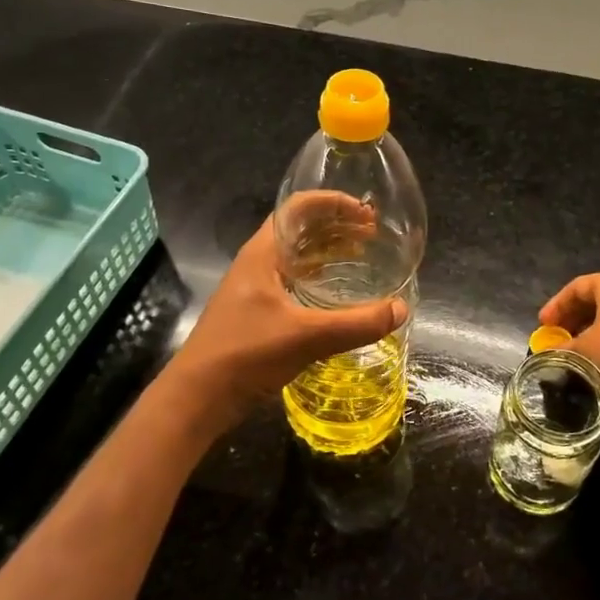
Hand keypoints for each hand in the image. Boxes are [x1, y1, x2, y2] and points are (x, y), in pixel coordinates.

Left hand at [169, 213, 405, 429]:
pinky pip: (294, 282)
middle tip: (372, 234)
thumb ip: (356, 324)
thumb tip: (401, 309)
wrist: (198, 397)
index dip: (332, 202)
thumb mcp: (306, 337)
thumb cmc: (245, 354)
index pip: (297, 207)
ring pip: (297, 256)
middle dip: (336, 226)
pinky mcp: (257, 312)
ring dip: (328, 251)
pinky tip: (339, 295)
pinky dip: (319, 278)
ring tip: (363, 257)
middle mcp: (258, 263)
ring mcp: (255, 288)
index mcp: (263, 253)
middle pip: (299, 228)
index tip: (365, 212)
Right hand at [537, 270, 599, 382]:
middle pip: (597, 296)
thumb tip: (550, 351)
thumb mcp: (585, 348)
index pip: (575, 288)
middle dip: (576, 316)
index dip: (556, 306)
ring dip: (596, 324)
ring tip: (583, 345)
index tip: (543, 325)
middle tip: (561, 334)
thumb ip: (565, 347)